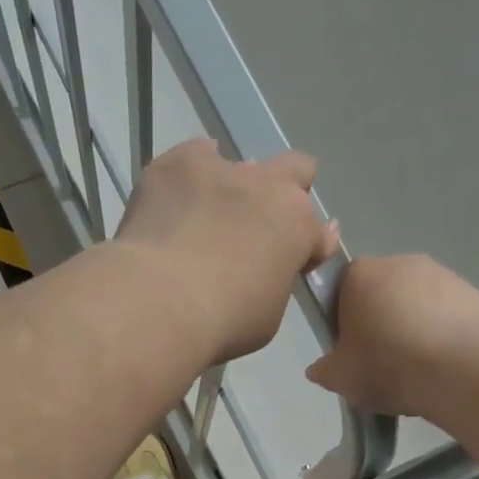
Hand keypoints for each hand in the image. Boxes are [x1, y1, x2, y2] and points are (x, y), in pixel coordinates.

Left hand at [115, 138, 338, 361]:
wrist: (159, 302)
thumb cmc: (222, 323)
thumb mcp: (268, 316)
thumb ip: (276, 282)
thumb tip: (268, 266)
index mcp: (297, 227)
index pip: (319, 232)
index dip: (308, 247)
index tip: (294, 263)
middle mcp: (268, 187)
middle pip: (295, 170)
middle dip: (286, 193)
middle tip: (259, 226)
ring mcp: (223, 168)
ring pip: (242, 164)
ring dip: (233, 189)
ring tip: (206, 220)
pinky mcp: (178, 163)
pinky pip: (195, 155)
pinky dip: (192, 174)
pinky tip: (176, 199)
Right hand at [306, 255, 478, 419]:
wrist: (466, 368)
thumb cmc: (389, 364)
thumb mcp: (340, 378)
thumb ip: (324, 369)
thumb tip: (321, 367)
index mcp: (358, 274)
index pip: (339, 289)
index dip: (341, 321)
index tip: (348, 350)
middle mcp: (399, 262)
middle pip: (379, 293)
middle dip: (378, 323)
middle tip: (380, 364)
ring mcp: (440, 273)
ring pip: (414, 304)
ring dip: (412, 329)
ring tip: (416, 370)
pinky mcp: (472, 292)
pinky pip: (445, 315)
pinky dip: (441, 335)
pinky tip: (442, 367)